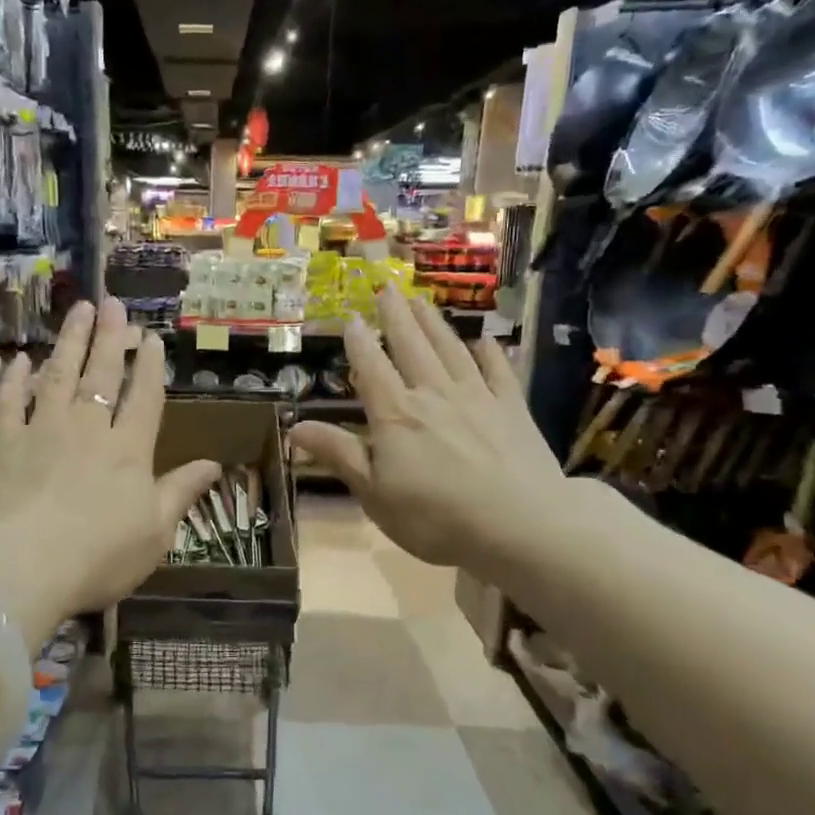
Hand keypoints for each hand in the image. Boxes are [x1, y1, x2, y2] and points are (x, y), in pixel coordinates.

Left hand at [0, 299, 221, 639]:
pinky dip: (14, 379)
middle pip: (101, 374)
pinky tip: (21, 359)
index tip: (151, 337)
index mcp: (128, 450)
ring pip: (58, 375)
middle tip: (112, 302)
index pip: (143, 398)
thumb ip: (181, 492)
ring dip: (69, 341)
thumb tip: (215, 464)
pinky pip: (9, 402)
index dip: (149, 366)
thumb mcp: (155, 532)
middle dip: (109, 337)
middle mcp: (87, 428)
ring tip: (78, 311)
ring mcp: (42, 430)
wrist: (24, 567)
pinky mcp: (3, 443)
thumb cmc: (99, 556)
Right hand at [288, 290, 565, 571]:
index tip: (350, 317)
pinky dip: (488, 352)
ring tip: (421, 301)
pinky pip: (498, 370)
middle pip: (411, 346)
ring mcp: (477, 397)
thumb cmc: (435, 518)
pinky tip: (483, 340)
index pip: (371, 368)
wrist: (520, 526)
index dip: (358, 342)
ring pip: (450, 349)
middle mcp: (433, 394)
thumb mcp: (374, 494)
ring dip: (433, 323)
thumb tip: (294, 427)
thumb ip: (339, 454)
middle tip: (386, 288)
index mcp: (396, 414)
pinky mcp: (512, 409)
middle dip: (395, 316)